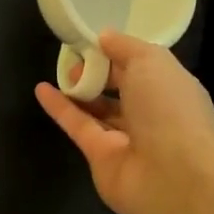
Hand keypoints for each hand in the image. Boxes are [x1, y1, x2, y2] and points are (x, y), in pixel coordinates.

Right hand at [36, 31, 213, 213]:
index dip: (119, 53)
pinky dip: (60, 108)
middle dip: (98, 71)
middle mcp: (152, 114)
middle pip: (120, 88)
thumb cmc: (169, 109)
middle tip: (75, 56)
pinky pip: (78, 126)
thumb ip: (126, 46)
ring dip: (79, 89)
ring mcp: (126, 138)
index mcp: (172, 89)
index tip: (94, 40)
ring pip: (99, 109)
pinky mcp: (100, 157)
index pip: (144, 67)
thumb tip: (104, 36)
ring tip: (61, 71)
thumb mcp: (152, 61)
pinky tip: (41, 89)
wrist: (172, 177)